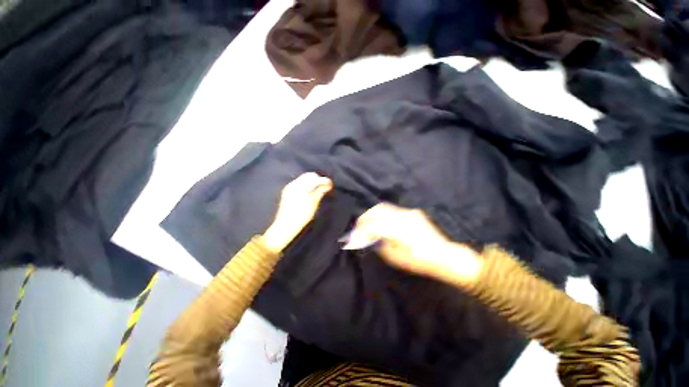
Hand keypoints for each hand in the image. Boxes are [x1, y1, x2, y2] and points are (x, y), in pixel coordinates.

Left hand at [263, 173, 332, 252]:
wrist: (286, 225)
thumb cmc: (301, 216)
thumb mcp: (313, 204)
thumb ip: (320, 192)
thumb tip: (327, 185)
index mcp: (301, 187)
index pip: (315, 178)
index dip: (324, 181)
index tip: (330, 185)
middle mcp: (294, 184)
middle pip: (309, 175)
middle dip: (318, 179)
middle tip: (325, 187)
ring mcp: (290, 187)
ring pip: (304, 178)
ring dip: (312, 181)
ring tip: (318, 190)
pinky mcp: (287, 191)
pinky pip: (299, 182)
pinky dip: (306, 184)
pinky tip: (310, 192)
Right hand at [351, 203, 481, 284]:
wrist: (445, 255)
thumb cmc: (419, 261)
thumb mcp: (395, 258)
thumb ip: (379, 245)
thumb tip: (368, 238)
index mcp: (396, 229)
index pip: (372, 225)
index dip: (361, 230)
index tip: (353, 236)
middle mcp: (401, 216)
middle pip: (377, 210)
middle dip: (365, 217)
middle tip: (359, 226)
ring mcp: (408, 212)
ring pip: (385, 207)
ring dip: (374, 213)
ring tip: (369, 222)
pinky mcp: (413, 212)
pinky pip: (394, 210)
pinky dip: (385, 214)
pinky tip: (385, 223)